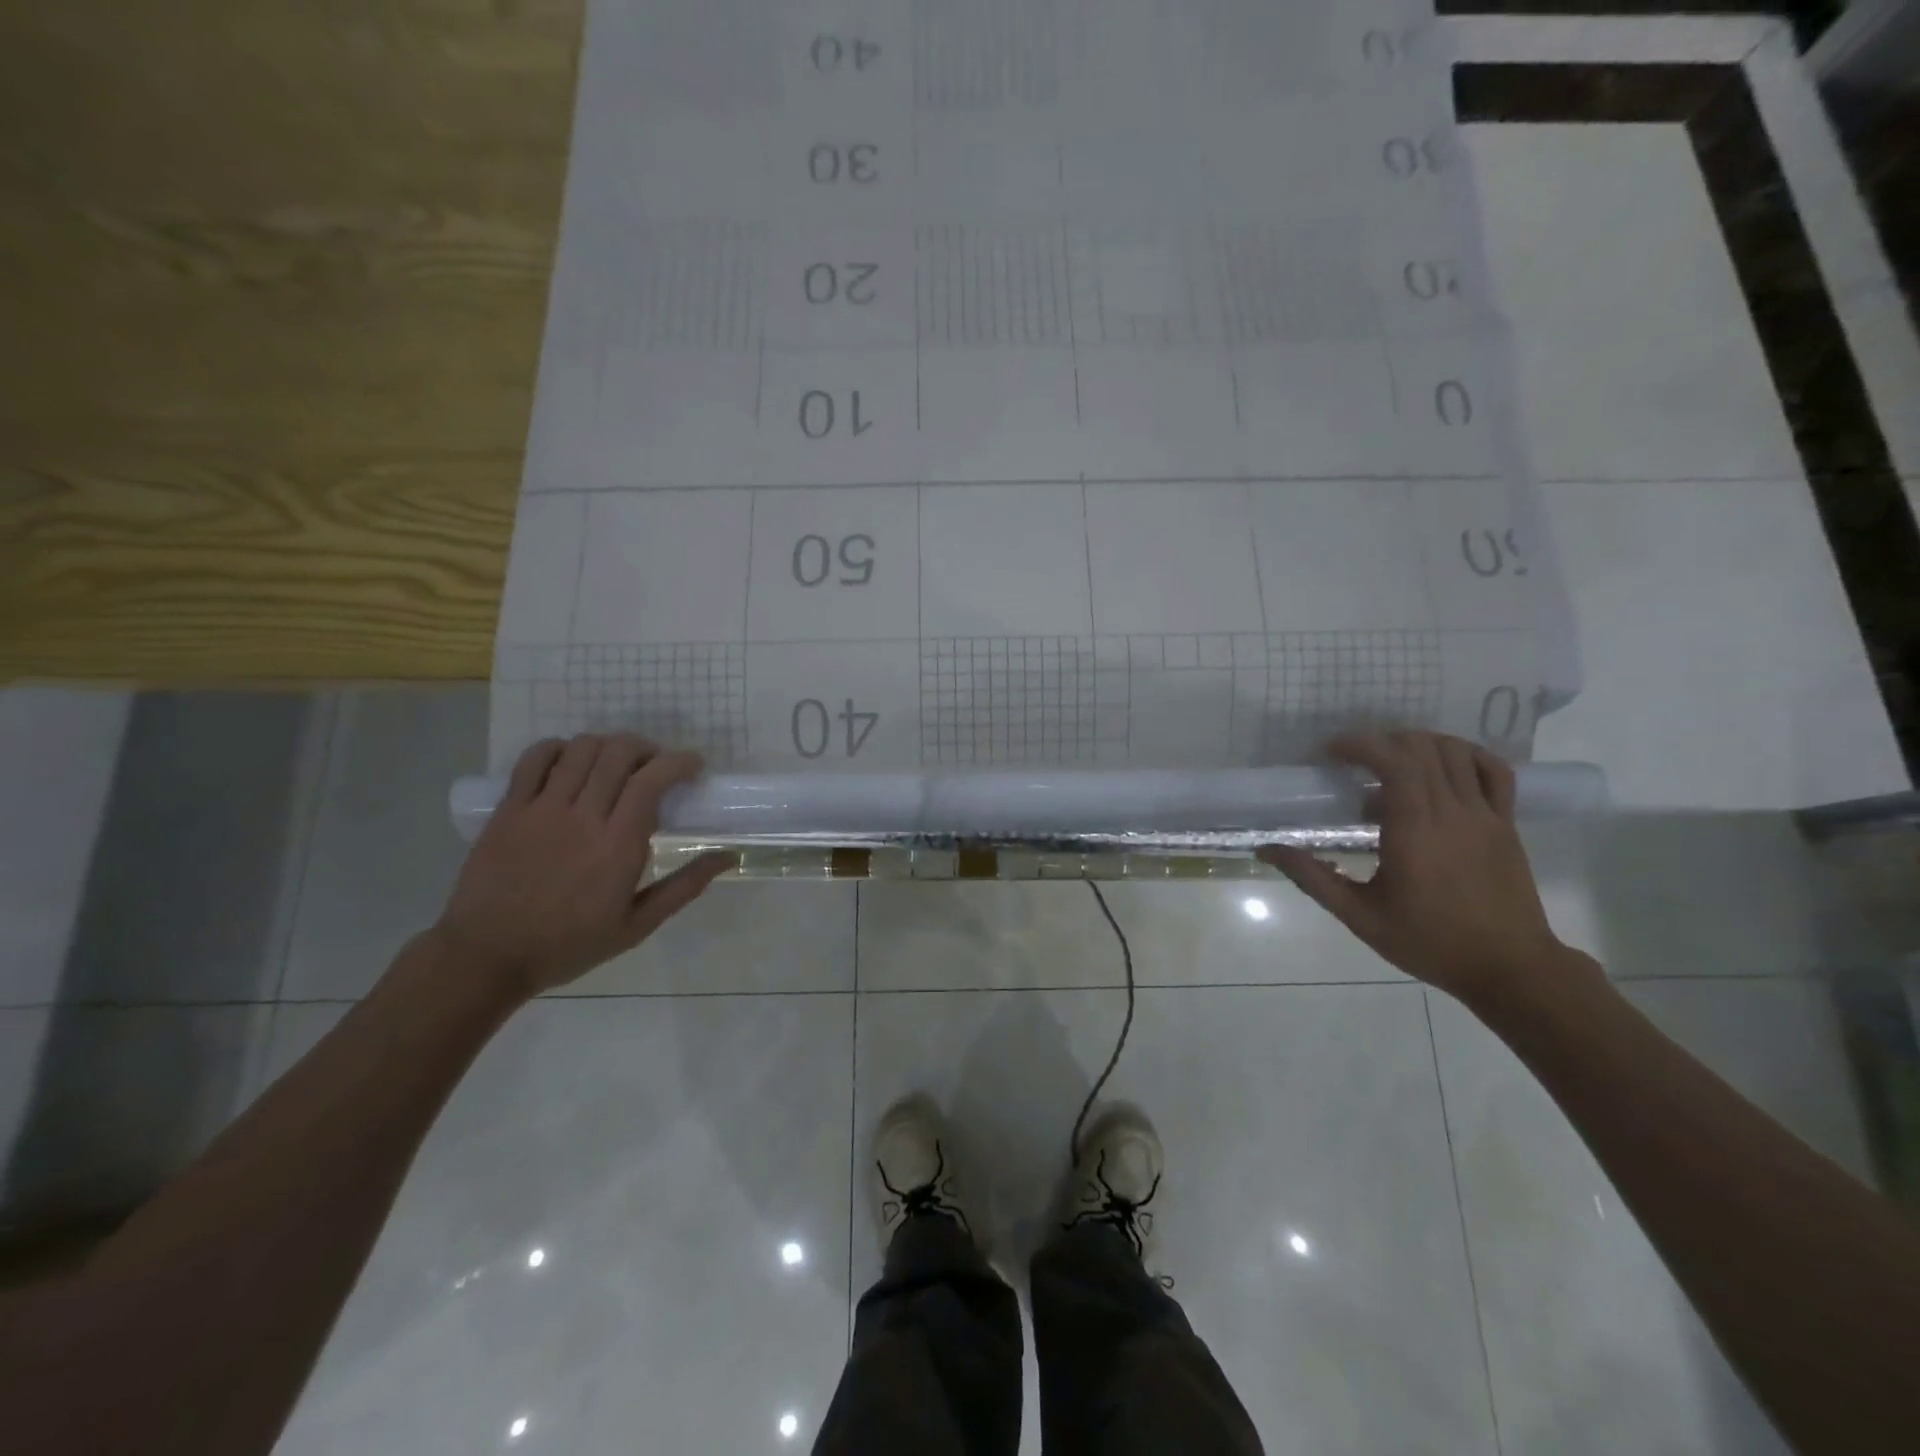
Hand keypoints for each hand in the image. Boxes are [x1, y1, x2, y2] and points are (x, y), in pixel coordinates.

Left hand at [432, 734, 730, 1000]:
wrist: (488, 956)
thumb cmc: (571, 944)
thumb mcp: (638, 925)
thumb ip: (685, 887)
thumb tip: (728, 857)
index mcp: (618, 844)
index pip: (652, 780)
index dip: (678, 762)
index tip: (693, 765)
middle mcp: (582, 816)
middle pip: (618, 753)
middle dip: (646, 748)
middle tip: (655, 765)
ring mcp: (541, 809)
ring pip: (581, 749)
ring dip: (607, 745)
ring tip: (616, 762)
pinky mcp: (509, 809)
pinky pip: (535, 759)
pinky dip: (559, 749)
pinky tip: (571, 762)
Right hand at [1258, 731, 1571, 1000]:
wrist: (1509, 968)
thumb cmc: (1429, 942)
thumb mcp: (1360, 916)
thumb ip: (1313, 878)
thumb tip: (1267, 849)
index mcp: (1414, 830)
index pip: (1392, 762)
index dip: (1360, 744)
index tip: (1331, 751)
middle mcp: (1452, 812)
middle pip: (1420, 749)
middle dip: (1382, 741)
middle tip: (1354, 759)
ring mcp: (1486, 815)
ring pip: (1455, 752)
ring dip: (1419, 743)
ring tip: (1392, 760)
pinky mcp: (1507, 823)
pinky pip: (1494, 771)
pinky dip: (1466, 755)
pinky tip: (1444, 765)